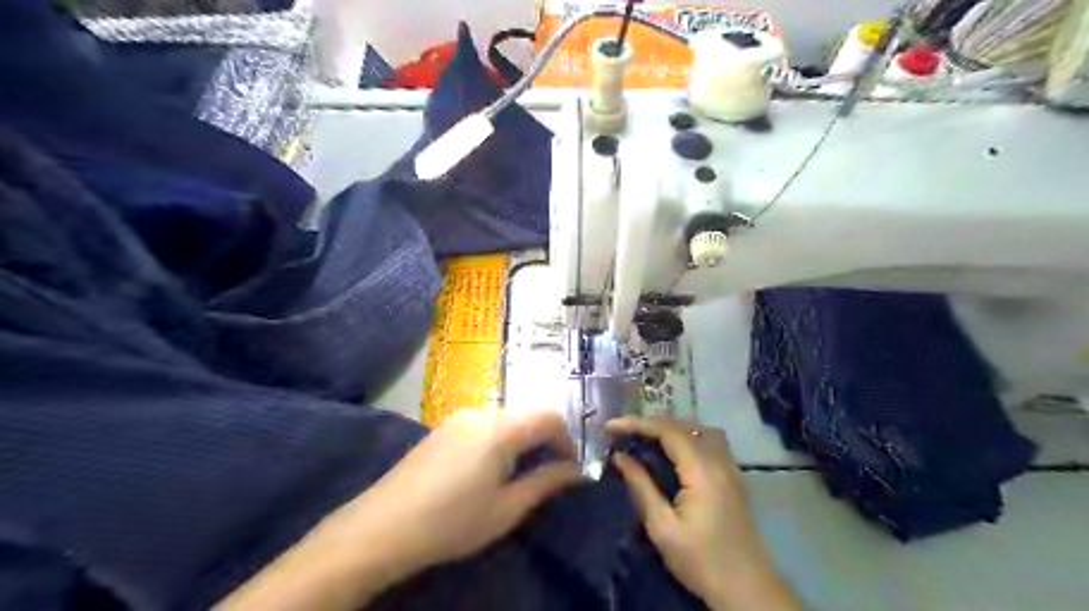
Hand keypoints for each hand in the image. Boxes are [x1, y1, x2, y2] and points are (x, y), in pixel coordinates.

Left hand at [215, 406, 581, 610]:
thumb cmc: (452, 522)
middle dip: (545, 439)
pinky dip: (499, 439)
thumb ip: (546, 483)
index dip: (567, 439)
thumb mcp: (507, 509)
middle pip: (527, 414)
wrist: (383, 527)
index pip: (549, 416)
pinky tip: (488, 469)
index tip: (570, 467)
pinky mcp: (442, 427)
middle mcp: (481, 412)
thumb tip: (577, 471)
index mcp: (500, 428)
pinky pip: (483, 424)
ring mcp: (458, 417)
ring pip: (505, 418)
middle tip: (549, 472)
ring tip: (519, 474)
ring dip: (521, 439)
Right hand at [605, 419, 798, 608]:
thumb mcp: (663, 528)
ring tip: (644, 437)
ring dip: (669, 427)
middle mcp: (719, 460)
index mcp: (702, 470)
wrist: (747, 590)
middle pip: (683, 425)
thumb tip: (619, 457)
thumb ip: (641, 487)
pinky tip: (670, 452)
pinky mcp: (732, 477)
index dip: (637, 423)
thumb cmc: (701, 561)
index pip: (667, 430)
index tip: (610, 426)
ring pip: (698, 429)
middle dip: (650, 423)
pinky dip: (685, 437)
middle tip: (622, 432)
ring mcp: (729, 467)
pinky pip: (707, 441)